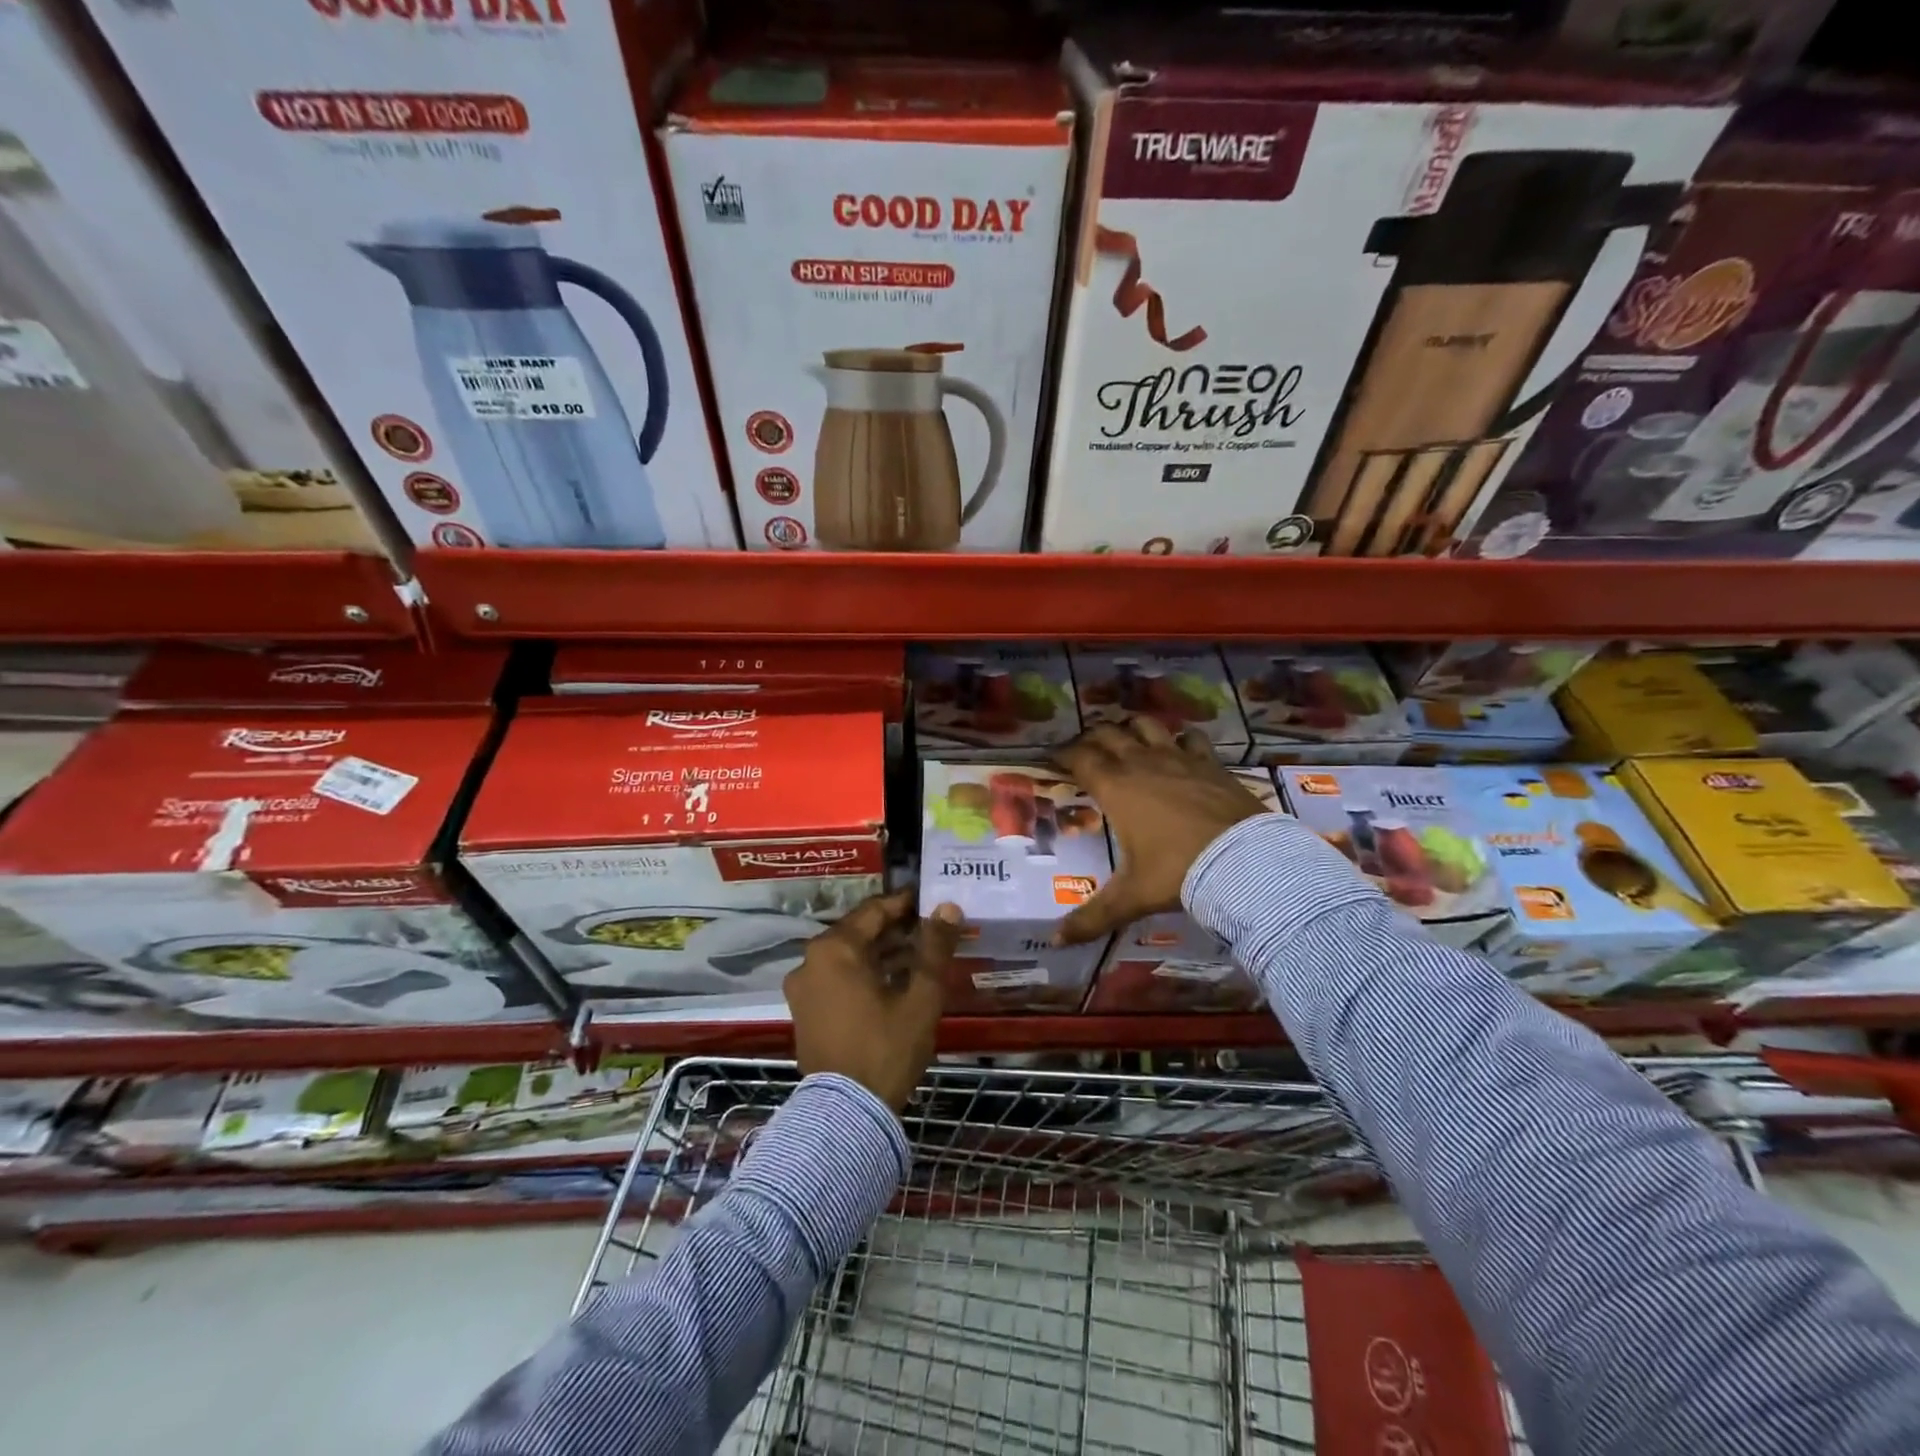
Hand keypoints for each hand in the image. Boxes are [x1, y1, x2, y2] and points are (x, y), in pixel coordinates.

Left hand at [784, 887, 961, 1111]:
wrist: (847, 1115)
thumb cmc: (886, 1048)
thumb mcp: (920, 997)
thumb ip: (934, 948)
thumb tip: (947, 908)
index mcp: (835, 949)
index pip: (874, 911)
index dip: (904, 903)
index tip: (929, 899)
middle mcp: (810, 961)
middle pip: (858, 932)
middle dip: (894, 928)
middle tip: (929, 928)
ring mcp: (803, 988)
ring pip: (847, 956)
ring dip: (880, 952)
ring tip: (918, 954)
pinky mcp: (804, 1011)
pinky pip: (836, 978)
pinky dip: (863, 973)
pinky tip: (893, 981)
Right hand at [1052, 717, 1269, 944]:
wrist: (1244, 861)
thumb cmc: (1178, 872)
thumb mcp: (1132, 896)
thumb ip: (1093, 917)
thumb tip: (1056, 941)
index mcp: (1116, 788)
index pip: (1080, 758)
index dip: (1062, 754)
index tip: (1052, 759)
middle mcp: (1142, 764)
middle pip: (1108, 734)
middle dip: (1091, 737)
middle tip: (1084, 750)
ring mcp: (1179, 758)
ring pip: (1147, 726)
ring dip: (1131, 728)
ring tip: (1126, 739)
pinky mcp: (1210, 763)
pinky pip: (1191, 738)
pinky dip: (1179, 738)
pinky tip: (1179, 747)